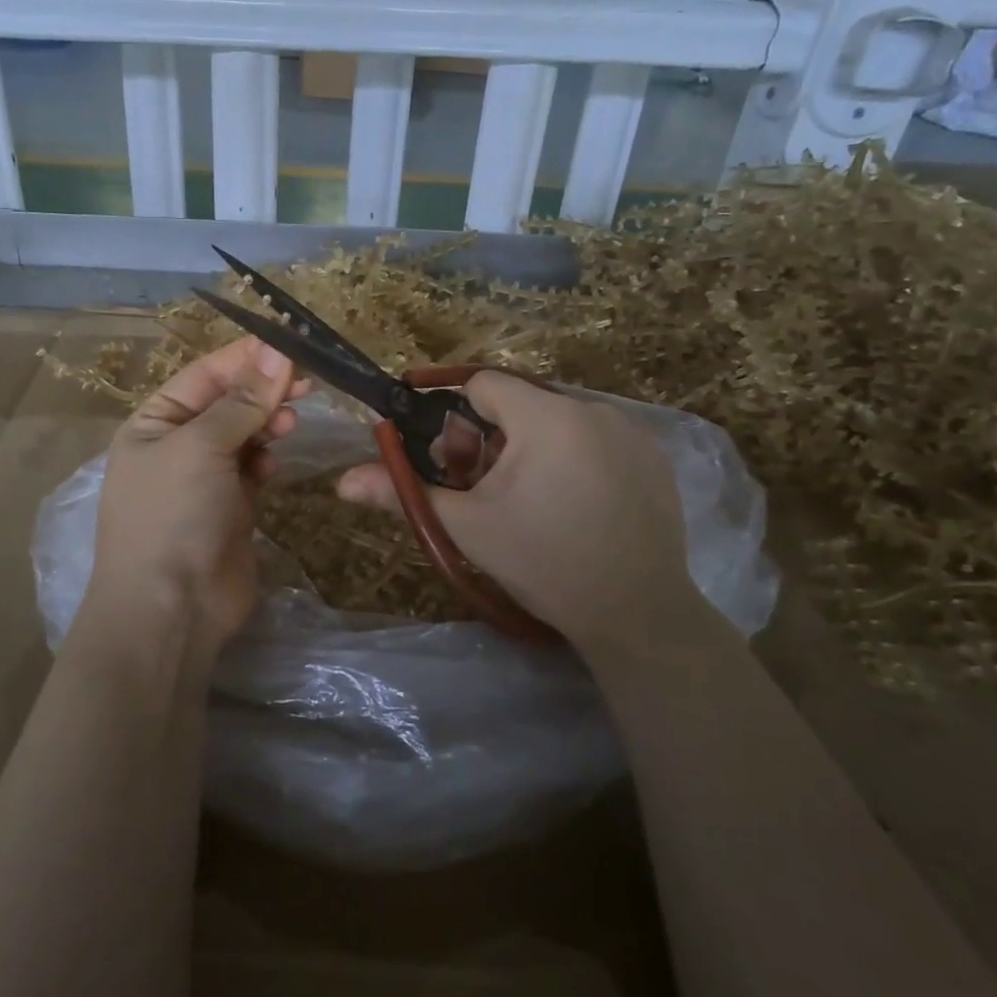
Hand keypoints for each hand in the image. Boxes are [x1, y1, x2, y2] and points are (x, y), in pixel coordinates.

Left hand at [84, 337, 307, 663]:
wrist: (172, 609)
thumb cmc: (174, 516)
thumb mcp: (202, 447)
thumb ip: (243, 401)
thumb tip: (278, 351)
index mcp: (154, 423)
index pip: (204, 375)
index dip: (246, 358)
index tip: (291, 345)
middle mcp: (176, 446)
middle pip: (227, 403)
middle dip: (263, 391)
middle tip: (307, 384)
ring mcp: (204, 479)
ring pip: (244, 435)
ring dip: (268, 424)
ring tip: (291, 425)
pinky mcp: (230, 508)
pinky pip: (252, 469)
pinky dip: (265, 460)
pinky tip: (273, 465)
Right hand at [337, 373, 702, 658]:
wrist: (636, 612)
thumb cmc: (543, 563)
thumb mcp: (467, 527)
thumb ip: (404, 493)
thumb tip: (342, 482)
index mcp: (545, 416)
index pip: (482, 383)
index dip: (454, 416)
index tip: (449, 458)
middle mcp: (592, 408)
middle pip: (520, 403)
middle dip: (492, 438)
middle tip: (486, 490)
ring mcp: (630, 431)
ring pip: (557, 420)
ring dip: (532, 447)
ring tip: (531, 501)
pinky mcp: (654, 455)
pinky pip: (596, 438)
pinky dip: (574, 457)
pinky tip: (576, 505)